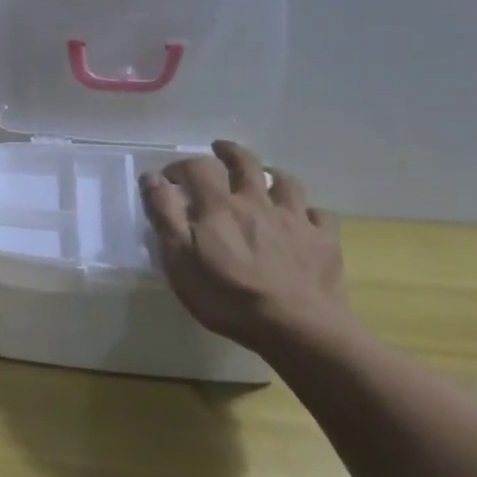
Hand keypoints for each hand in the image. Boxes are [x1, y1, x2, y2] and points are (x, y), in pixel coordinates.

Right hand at [139, 140, 347, 351]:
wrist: (296, 327)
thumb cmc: (227, 296)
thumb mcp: (179, 258)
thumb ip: (165, 214)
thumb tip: (153, 178)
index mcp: (219, 206)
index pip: (197, 167)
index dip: (180, 166)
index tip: (169, 178)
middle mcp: (257, 202)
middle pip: (245, 163)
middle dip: (230, 152)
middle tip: (219, 150)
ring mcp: (294, 220)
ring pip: (287, 183)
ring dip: (273, 175)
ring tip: (265, 179)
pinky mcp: (324, 242)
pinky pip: (320, 216)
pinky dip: (309, 213)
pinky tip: (304, 220)